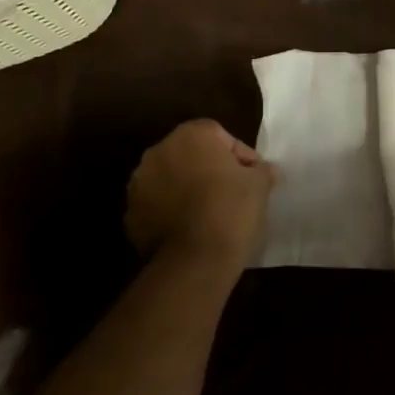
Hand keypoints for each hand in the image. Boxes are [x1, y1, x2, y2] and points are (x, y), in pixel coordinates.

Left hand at [126, 119, 273, 262]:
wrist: (195, 260)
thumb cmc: (231, 209)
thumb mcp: (260, 184)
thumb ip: (261, 170)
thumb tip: (263, 170)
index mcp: (191, 136)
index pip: (219, 135)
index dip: (239, 155)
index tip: (252, 176)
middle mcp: (159, 152)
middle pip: (191, 154)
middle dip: (209, 169)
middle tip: (232, 192)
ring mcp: (139, 184)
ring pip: (171, 179)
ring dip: (187, 189)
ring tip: (210, 213)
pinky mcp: (131, 215)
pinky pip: (157, 205)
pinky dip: (172, 211)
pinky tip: (191, 229)